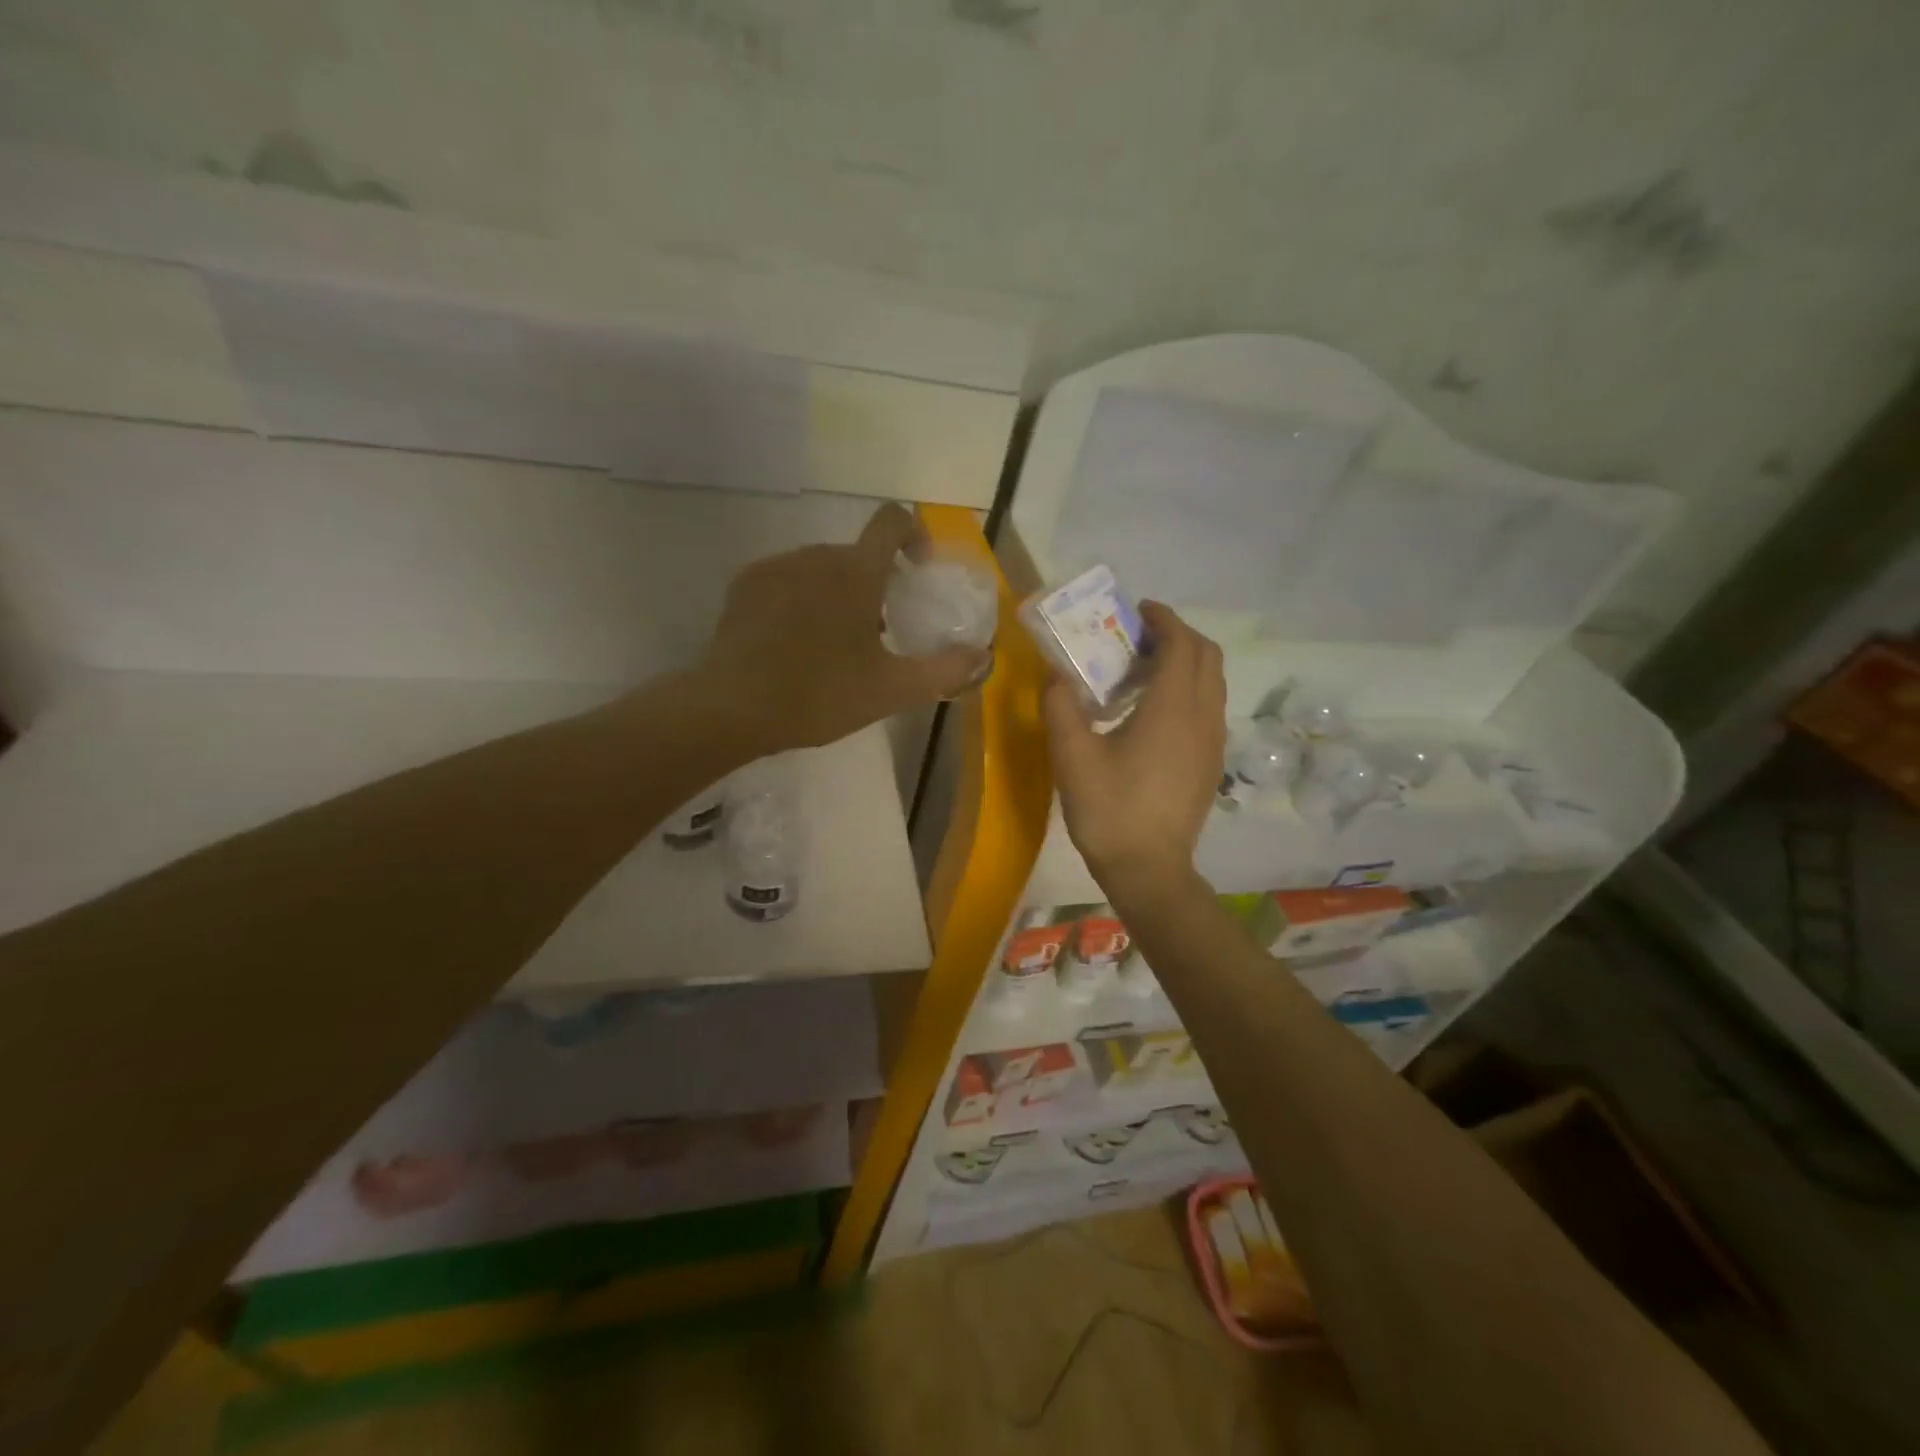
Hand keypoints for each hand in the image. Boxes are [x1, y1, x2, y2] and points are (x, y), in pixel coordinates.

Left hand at [693, 504, 992, 755]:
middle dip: (875, 585)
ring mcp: (776, 567)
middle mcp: (816, 556)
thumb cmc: (820, 695)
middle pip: (858, 555)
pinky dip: (803, 600)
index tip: (919, 570)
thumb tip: (983, 655)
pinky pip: (788, 580)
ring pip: (821, 569)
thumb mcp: (892, 691)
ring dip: (838, 594)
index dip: (914, 534)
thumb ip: (945, 670)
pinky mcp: (745, 586)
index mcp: (856, 572)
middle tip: (878, 634)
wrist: (732, 709)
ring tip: (834, 645)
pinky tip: (796, 644)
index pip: (892, 521)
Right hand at [1044, 602, 1225, 894]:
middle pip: (1206, 656)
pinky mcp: (1211, 761)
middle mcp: (1203, 716)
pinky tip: (1155, 711)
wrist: (1149, 870)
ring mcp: (1213, 741)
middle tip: (1138, 638)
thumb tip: (1055, 674)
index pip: (1182, 644)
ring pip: (1212, 681)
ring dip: (1185, 662)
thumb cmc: (1109, 811)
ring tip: (1143, 670)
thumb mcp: (1071, 756)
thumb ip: (1061, 706)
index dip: (1163, 619)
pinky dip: (1189, 688)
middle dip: (1177, 635)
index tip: (1137, 611)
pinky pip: (1209, 706)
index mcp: (1173, 708)